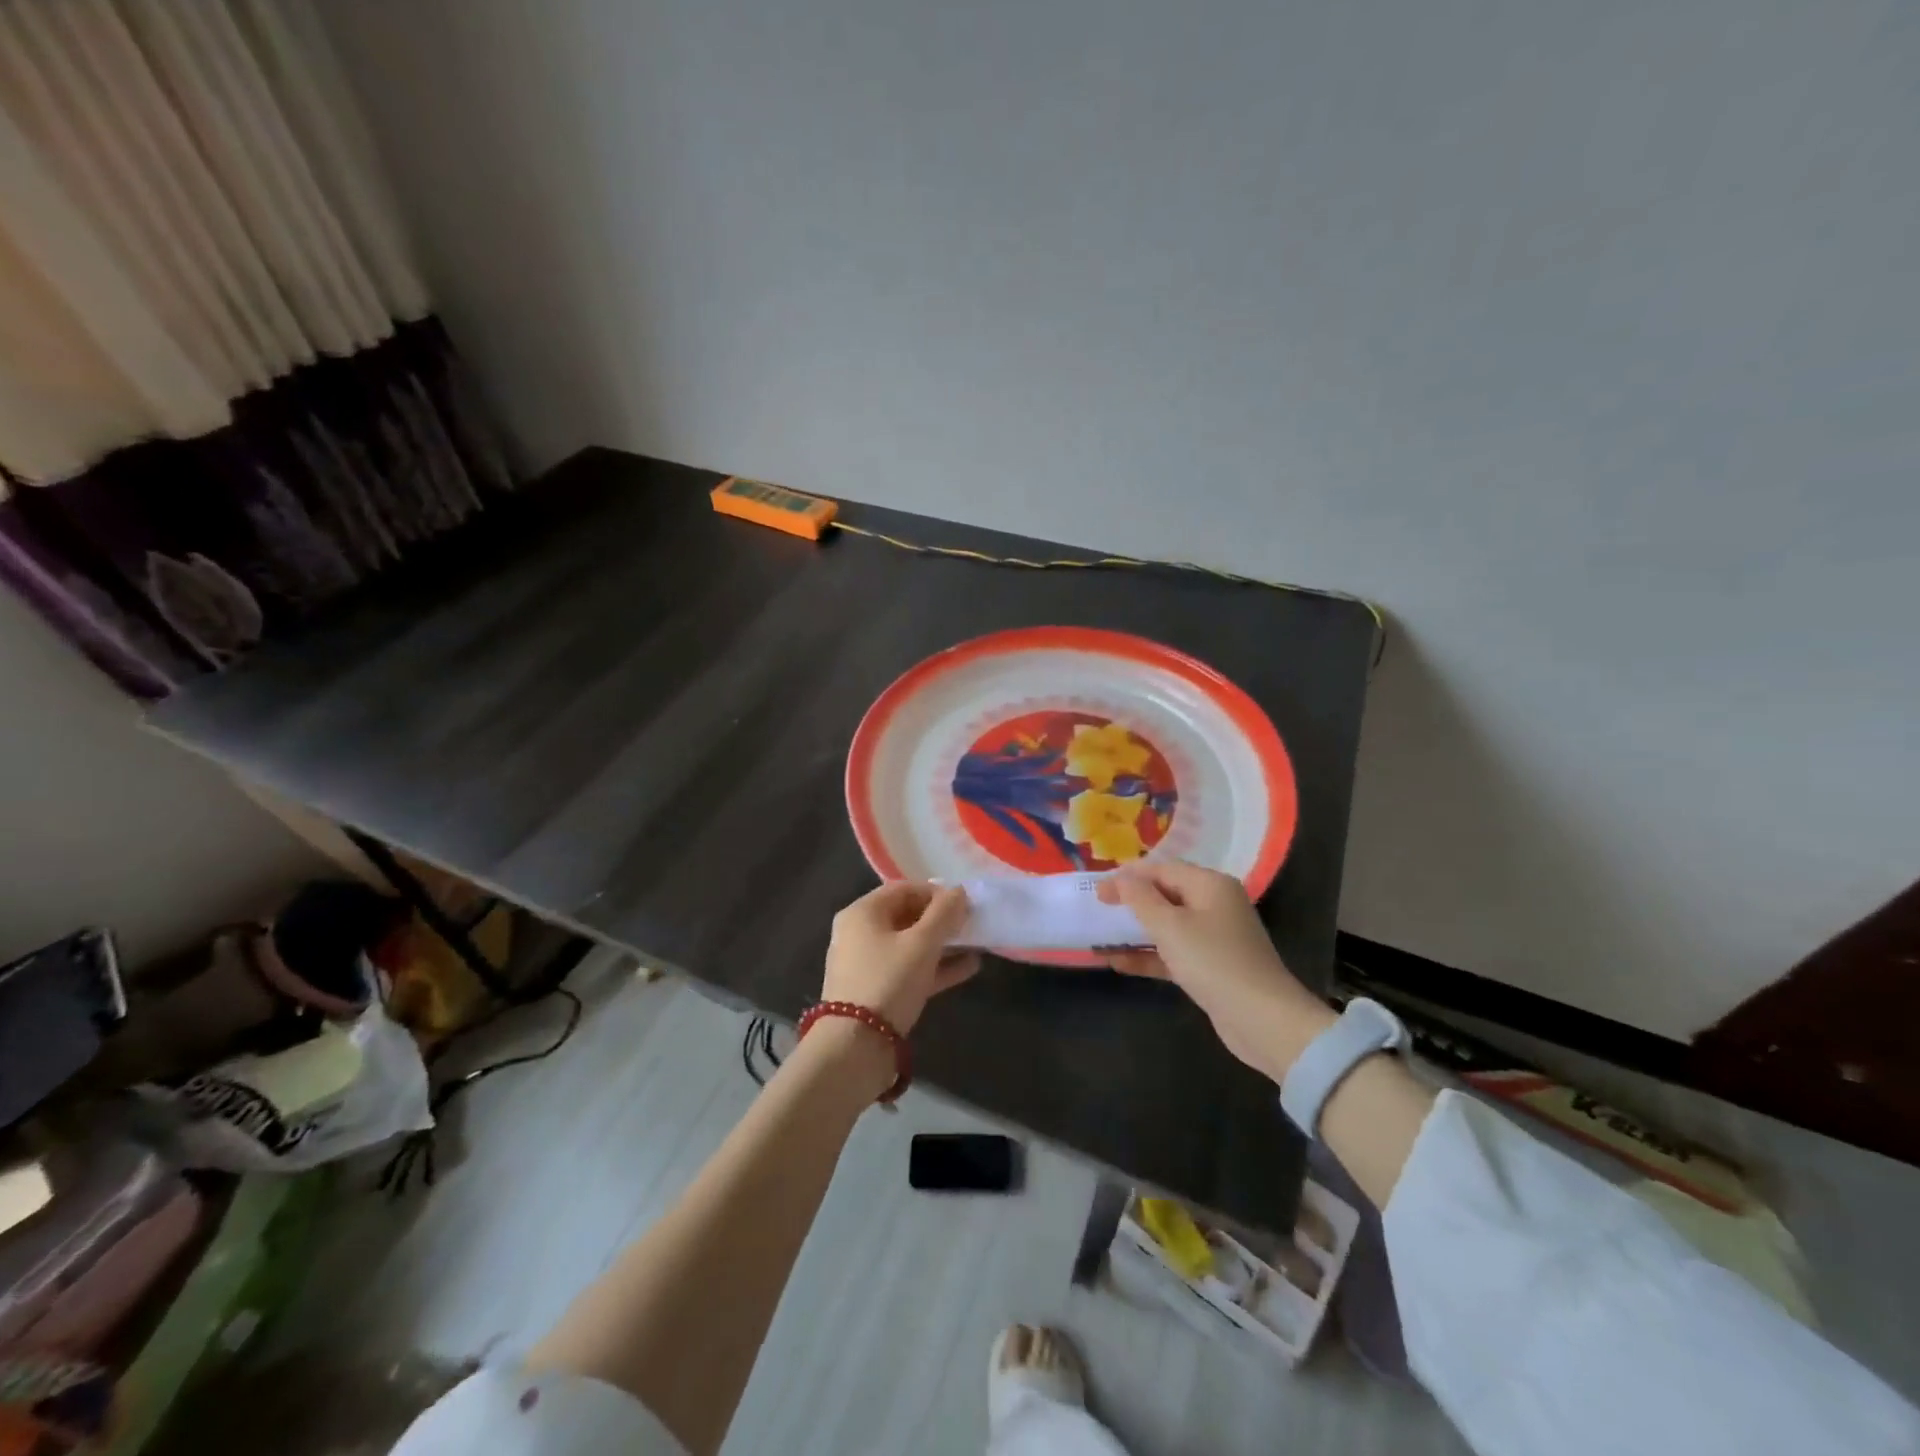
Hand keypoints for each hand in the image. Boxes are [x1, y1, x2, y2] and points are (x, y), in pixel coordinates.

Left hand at [822, 882, 979, 1034]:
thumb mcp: (922, 944)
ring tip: (976, 944)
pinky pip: (909, 969)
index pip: (903, 889)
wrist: (855, 1047)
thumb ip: (944, 914)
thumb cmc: (888, 981)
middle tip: (971, 924)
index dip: (936, 892)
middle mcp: (859, 933)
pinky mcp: (875, 992)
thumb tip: (959, 891)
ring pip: (909, 945)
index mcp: (862, 913)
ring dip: (942, 944)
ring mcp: (866, 964)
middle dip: (941, 919)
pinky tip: (968, 968)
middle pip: (906, 916)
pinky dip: (935, 967)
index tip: (964, 904)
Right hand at [1099, 861, 1336, 1082]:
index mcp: (1210, 885)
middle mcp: (1214, 905)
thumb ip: (1141, 899)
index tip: (1096, 890)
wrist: (1262, 1020)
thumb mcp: (1171, 926)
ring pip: (1167, 925)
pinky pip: (1173, 952)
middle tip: (1097, 909)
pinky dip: (1148, 955)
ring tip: (1101, 936)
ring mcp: (1214, 937)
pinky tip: (1118, 963)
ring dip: (1135, 932)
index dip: (1128, 877)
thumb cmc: (1213, 961)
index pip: (1162, 869)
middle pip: (1165, 894)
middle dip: (1131, 902)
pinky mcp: (1210, 967)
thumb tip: (1122, 877)